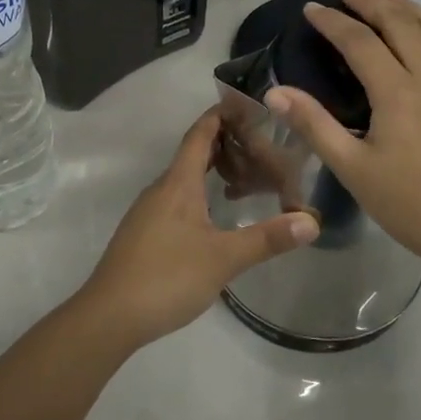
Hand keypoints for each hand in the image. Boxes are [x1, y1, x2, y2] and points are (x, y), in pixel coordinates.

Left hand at [78, 107, 319, 347]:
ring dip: (212, 171)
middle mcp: (161, 189)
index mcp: (178, 184)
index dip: (220, 115)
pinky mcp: (144, 234)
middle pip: (192, 154)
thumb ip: (267, 238)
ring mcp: (148, 212)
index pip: (199, 135)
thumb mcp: (224, 258)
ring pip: (184, 179)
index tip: (245, 103)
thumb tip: (311, 221)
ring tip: (244, 178)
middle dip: (223, 144)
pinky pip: (176, 199)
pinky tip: (215, 215)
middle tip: (259, 144)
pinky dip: (200, 193)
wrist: (109, 316)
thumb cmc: (167, 276)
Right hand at [266, 0, 420, 275]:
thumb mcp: (352, 168)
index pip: (359, 41)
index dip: (332, 21)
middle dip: (370, 2)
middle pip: (400, 22)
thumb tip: (274, 92)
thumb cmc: (409, 204)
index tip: (312, 9)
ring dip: (408, 7)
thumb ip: (313, 124)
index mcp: (397, 92)